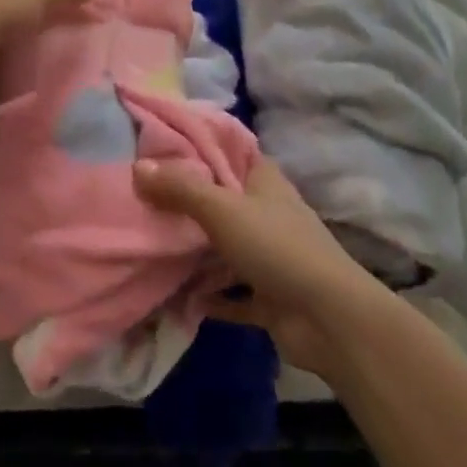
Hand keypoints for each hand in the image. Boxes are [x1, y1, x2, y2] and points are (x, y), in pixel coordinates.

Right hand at [136, 155, 381, 375]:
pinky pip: (231, 292)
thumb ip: (180, 188)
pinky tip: (178, 298)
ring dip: (195, 250)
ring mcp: (269, 255)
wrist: (330, 320)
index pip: (226, 150)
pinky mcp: (269, 296)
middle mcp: (266, 211)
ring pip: (224, 245)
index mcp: (262, 179)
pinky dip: (209, 296)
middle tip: (141, 198)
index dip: (195, 146)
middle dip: (186, 200)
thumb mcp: (222, 209)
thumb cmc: (277, 247)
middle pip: (220, 198)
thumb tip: (136, 167)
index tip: (155, 147)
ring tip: (150, 244)